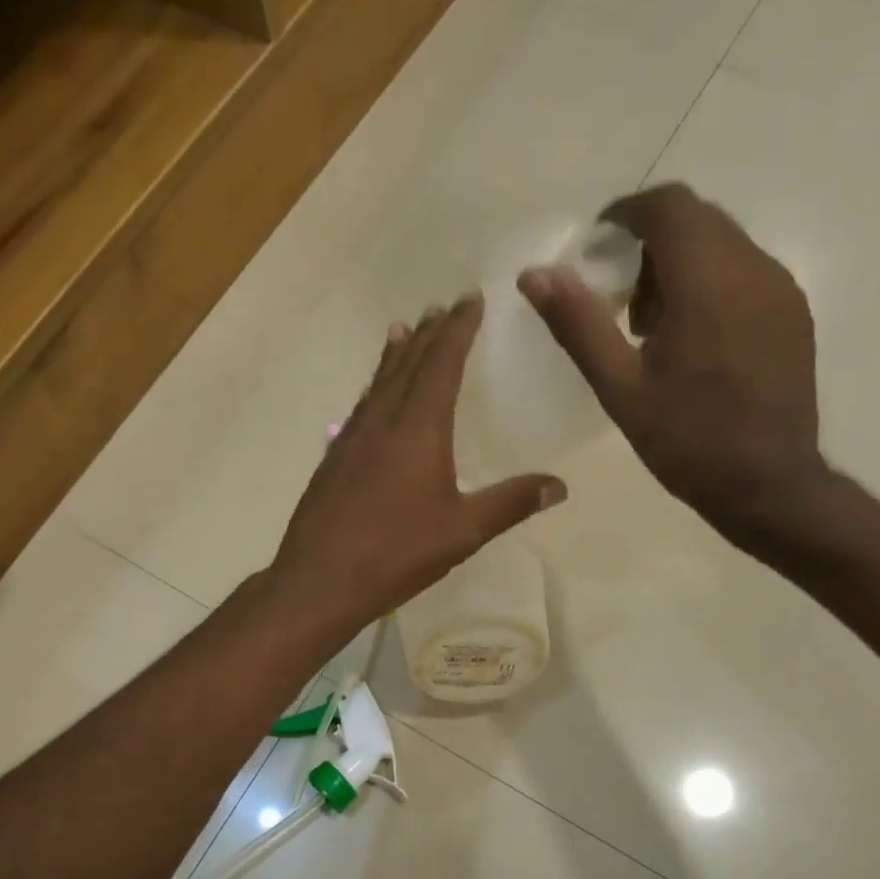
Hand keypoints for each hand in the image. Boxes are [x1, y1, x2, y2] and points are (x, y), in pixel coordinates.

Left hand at [269, 293, 566, 633]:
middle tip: (442, 306)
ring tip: (404, 330)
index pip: (441, 363)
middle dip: (429, 333)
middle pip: (408, 364)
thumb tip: (559, 485)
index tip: (470, 299)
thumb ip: (510, 503)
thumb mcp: (462, 532)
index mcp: (418, 428)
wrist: (320, 579)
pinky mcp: (333, 460)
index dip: (457, 329)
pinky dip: (374, 387)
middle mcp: (382, 421)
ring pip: (379, 383)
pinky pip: (361, 407)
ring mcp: (351, 438)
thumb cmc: (396, 552)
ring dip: (396, 355)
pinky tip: (373, 398)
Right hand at [519, 183, 834, 548]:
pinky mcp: (793, 312)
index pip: (668, 207)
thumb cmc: (686, 441)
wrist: (767, 484)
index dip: (626, 215)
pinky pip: (746, 271)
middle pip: (697, 220)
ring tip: (653, 328)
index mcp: (708, 282)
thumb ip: (579, 325)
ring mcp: (781, 289)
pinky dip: (710, 284)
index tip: (597, 248)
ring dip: (681, 265)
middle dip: (650, 243)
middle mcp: (754, 268)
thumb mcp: (620, 388)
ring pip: (723, 244)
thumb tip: (535, 274)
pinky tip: (693, 341)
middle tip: (620, 299)